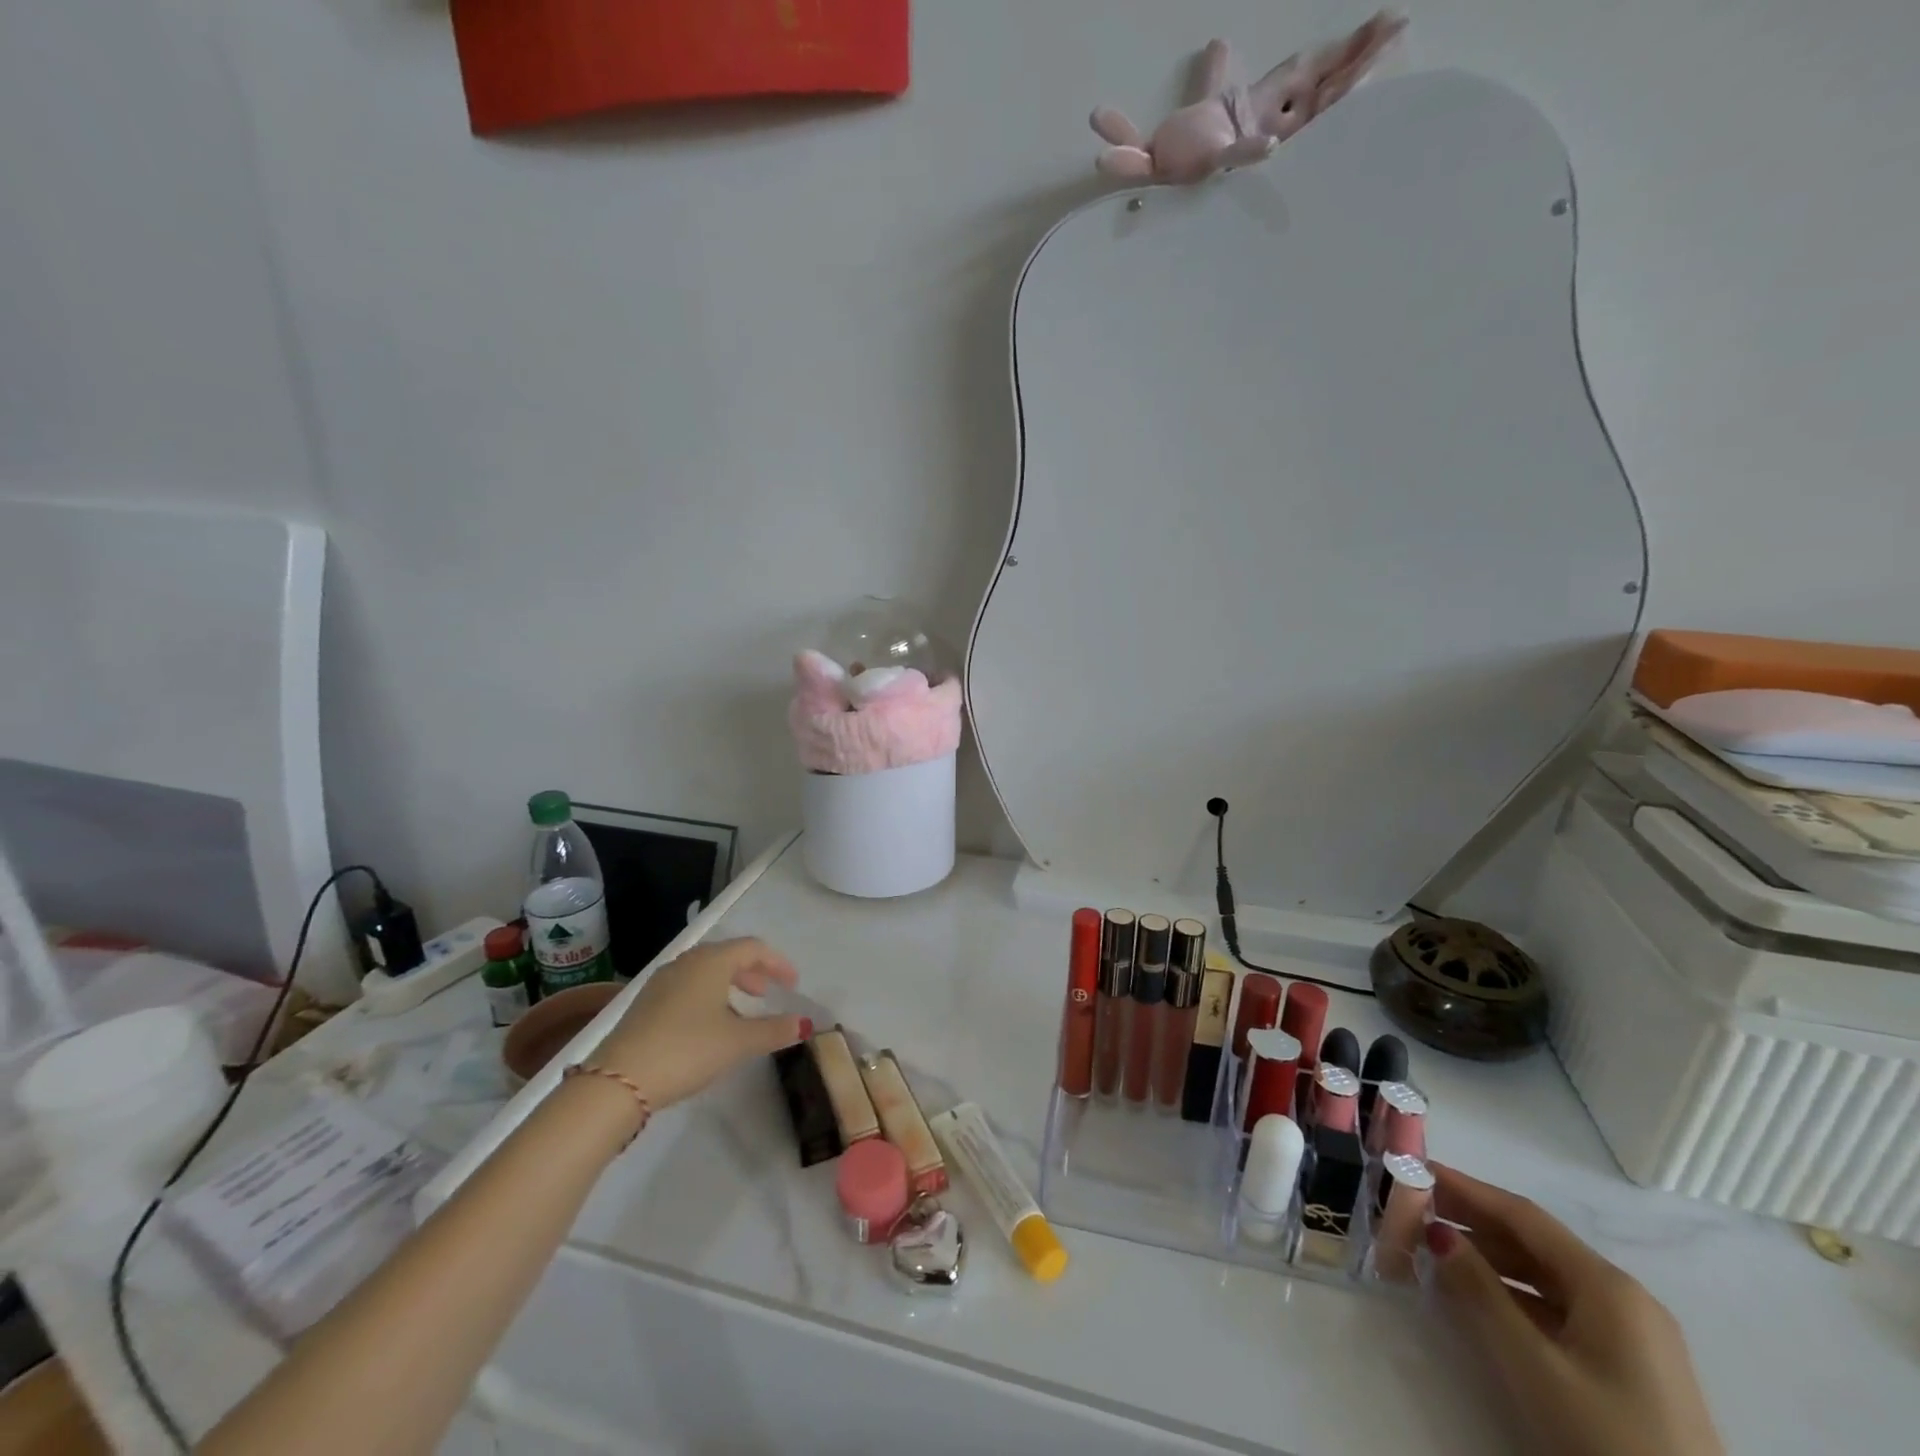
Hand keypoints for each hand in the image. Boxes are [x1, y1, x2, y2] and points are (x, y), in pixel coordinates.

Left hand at [590, 938, 805, 1110]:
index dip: (778, 963)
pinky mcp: (646, 1003)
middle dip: (752, 972)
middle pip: (727, 955)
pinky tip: (708, 1024)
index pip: (753, 948)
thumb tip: (805, 1023)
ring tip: (741, 1010)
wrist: (619, 1080)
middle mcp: (686, 962)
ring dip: (729, 984)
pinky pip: (687, 986)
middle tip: (767, 994)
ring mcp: (662, 981)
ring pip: (705, 971)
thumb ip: (774, 1030)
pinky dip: (707, 995)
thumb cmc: (688, 1049)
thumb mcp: (738, 1042)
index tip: (793, 984)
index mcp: (712, 961)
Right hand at [1426, 1165, 1723, 1455]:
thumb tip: (1437, 1231)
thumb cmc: (1607, 1440)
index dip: (1467, 1189)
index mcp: (1608, 1286)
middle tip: (1413, 1208)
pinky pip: (1558, 1308)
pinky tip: (1478, 1298)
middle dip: (1472, 1221)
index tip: (1416, 1170)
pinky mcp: (1629, 1367)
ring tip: (1434, 1250)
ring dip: (1489, 1258)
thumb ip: (1480, 1291)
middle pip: (1534, 1242)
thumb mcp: (1533, 1365)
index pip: (1523, 1216)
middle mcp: (1623, 1297)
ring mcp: (1631, 1335)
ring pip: (1545, 1275)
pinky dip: (1514, 1294)